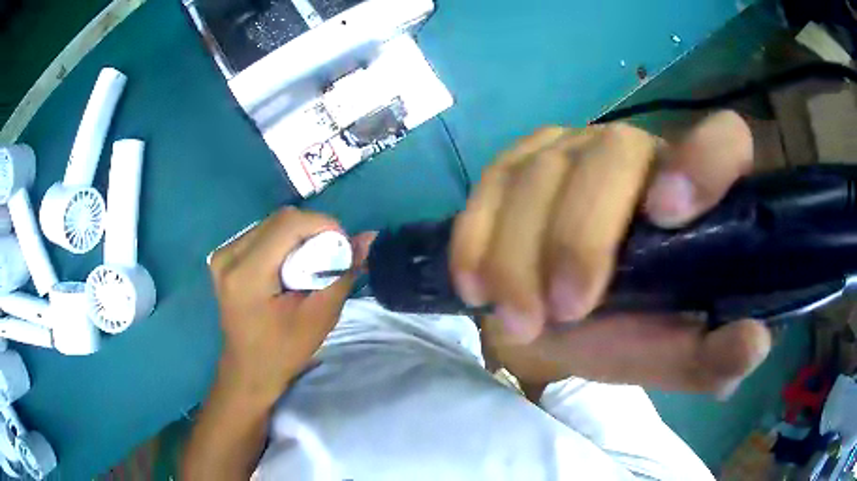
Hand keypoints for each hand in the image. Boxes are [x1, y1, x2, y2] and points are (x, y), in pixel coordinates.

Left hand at [209, 207, 372, 403]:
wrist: (249, 369)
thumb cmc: (283, 351)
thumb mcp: (320, 317)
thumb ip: (343, 274)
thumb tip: (367, 238)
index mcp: (246, 274)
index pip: (288, 224)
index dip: (323, 225)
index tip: (344, 246)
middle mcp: (228, 256)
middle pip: (280, 220)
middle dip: (313, 231)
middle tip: (330, 257)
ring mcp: (223, 254)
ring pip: (272, 223)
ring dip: (299, 236)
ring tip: (311, 264)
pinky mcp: (224, 256)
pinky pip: (262, 233)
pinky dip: (284, 242)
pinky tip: (290, 266)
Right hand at [451, 111, 771, 395]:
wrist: (560, 316)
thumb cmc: (632, 331)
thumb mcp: (676, 355)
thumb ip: (714, 357)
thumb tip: (753, 342)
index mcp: (695, 194)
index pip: (723, 139)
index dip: (704, 158)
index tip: (665, 215)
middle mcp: (638, 152)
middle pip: (611, 153)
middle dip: (581, 237)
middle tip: (562, 312)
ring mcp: (572, 149)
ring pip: (541, 172)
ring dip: (519, 253)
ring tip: (517, 321)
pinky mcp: (518, 162)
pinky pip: (491, 184)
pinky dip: (477, 238)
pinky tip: (475, 287)